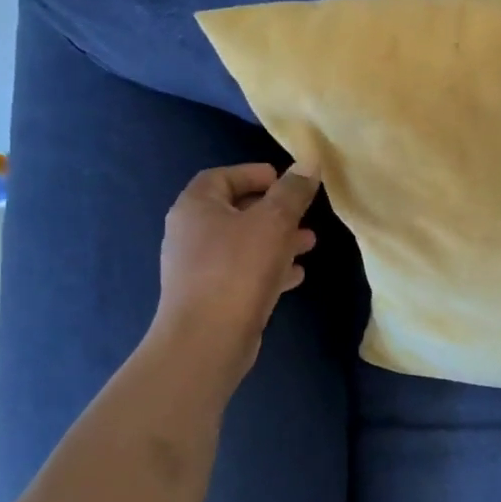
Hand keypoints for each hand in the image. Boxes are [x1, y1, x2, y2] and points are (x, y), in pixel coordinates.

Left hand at [152, 163, 319, 374]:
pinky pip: (244, 272)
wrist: (207, 339)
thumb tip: (309, 162)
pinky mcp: (212, 296)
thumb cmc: (238, 269)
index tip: (286, 181)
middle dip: (273, 210)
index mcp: (196, 207)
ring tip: (309, 243)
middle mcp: (191, 233)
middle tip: (304, 212)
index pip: (222, 177)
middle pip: (235, 210)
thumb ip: (293, 191)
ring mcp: (199, 267)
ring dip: (276, 240)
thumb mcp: (274, 222)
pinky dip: (269, 268)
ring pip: (243, 243)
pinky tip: (296, 275)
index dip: (254, 174)